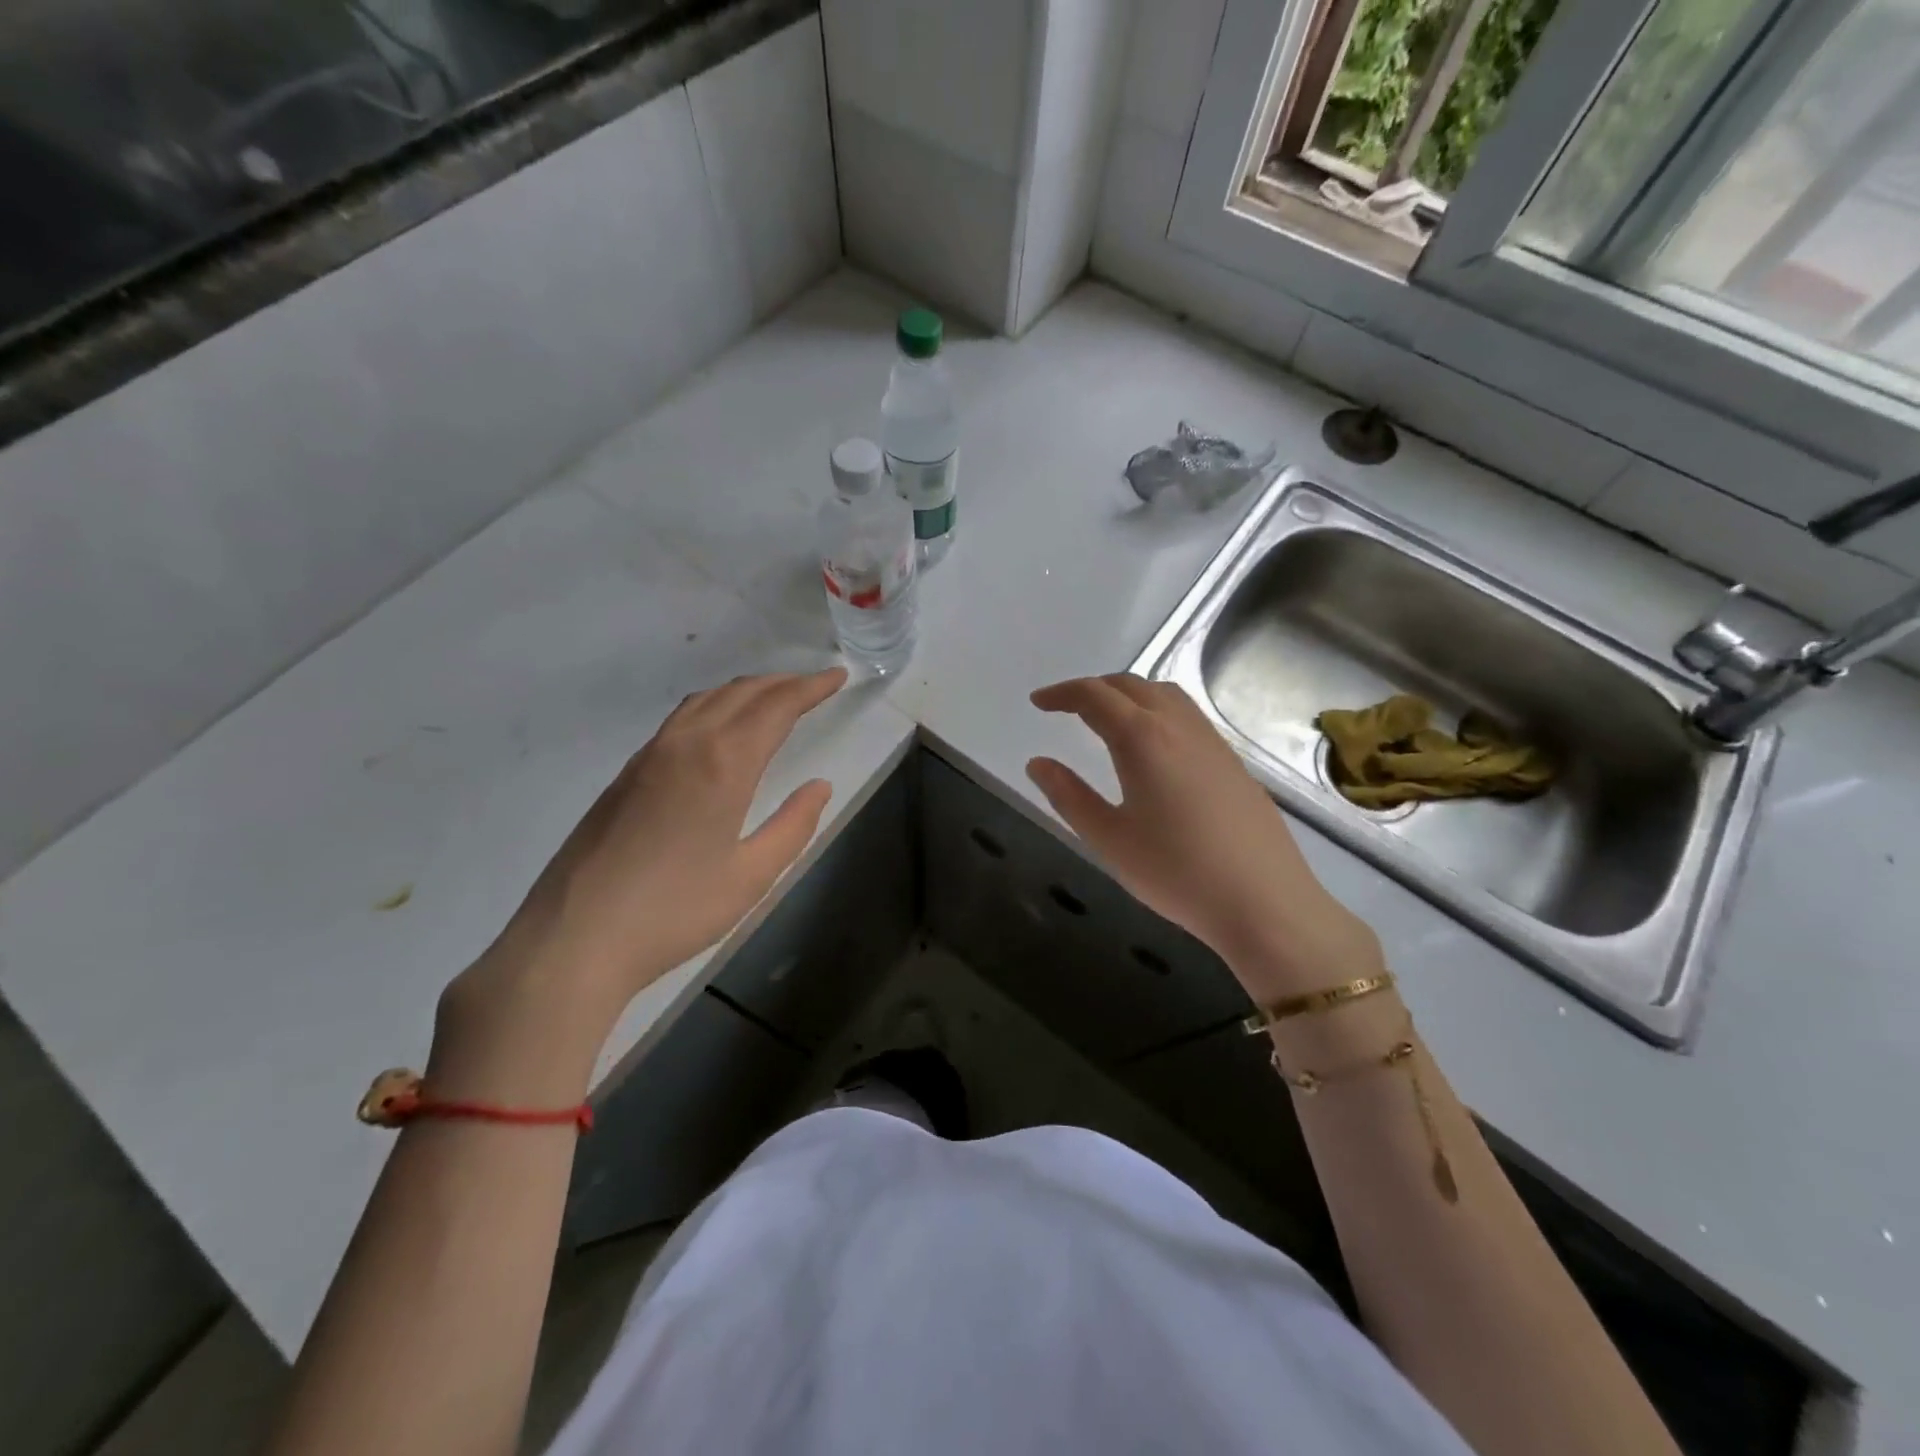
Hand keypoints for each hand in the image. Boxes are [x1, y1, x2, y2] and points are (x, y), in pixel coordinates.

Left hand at [432, 669, 846, 1101]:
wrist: (573, 939)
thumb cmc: (674, 911)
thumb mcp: (751, 876)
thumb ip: (793, 826)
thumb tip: (819, 787)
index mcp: (723, 763)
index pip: (776, 706)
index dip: (810, 688)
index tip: (837, 677)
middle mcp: (685, 744)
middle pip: (740, 693)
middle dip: (782, 683)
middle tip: (814, 686)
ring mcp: (648, 756)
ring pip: (705, 701)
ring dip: (745, 691)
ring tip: (773, 698)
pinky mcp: (625, 775)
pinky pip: (680, 720)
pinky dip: (714, 707)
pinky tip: (719, 731)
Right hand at [1026, 674, 1382, 1003]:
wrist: (1263, 901)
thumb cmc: (1176, 872)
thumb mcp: (1109, 839)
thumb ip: (1069, 796)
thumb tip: (1038, 764)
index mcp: (1142, 738)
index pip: (1094, 696)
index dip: (1062, 693)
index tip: (1038, 703)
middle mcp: (1178, 727)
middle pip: (1131, 685)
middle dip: (1093, 689)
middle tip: (1066, 708)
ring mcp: (1212, 742)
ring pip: (1165, 695)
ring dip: (1129, 695)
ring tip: (1107, 719)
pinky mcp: (1233, 762)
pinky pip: (1188, 716)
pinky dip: (1157, 711)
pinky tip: (1154, 748)